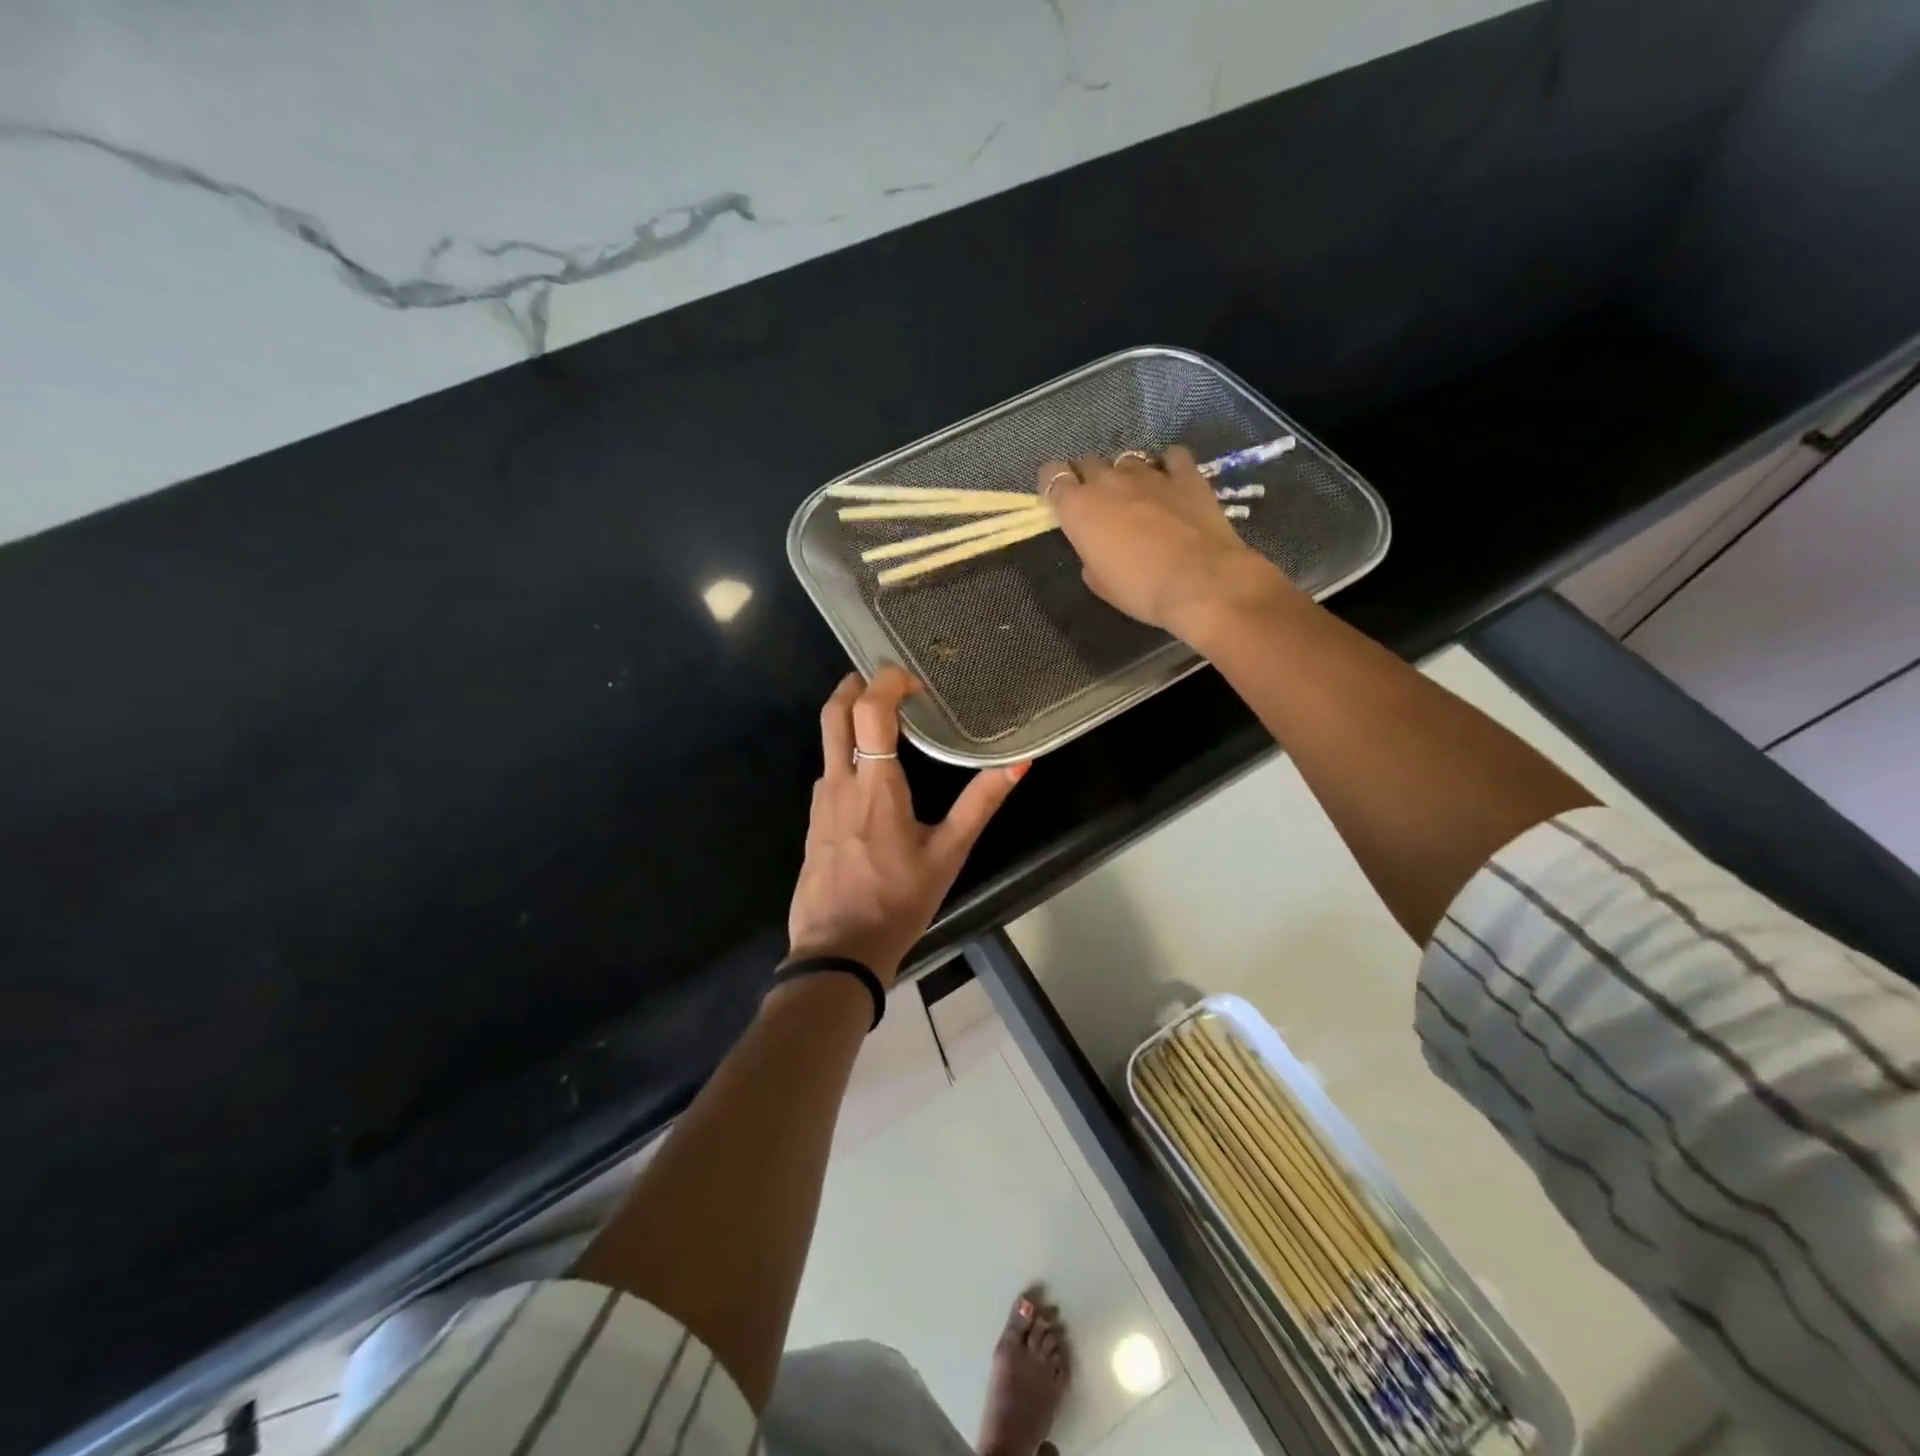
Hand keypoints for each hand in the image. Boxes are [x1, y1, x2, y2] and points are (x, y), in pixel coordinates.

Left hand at [787, 667, 1028, 984]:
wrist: (838, 951)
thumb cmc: (898, 901)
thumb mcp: (949, 854)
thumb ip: (981, 803)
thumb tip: (1019, 763)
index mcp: (876, 784)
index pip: (870, 709)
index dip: (889, 682)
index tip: (915, 684)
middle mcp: (840, 782)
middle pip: (834, 712)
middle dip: (856, 684)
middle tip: (887, 681)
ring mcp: (820, 802)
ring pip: (827, 741)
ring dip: (851, 720)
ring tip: (888, 725)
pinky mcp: (813, 822)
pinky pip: (828, 772)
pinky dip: (848, 754)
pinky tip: (872, 777)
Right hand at [1041, 447, 1298, 639]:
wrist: (1199, 582)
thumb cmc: (1139, 590)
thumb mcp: (1099, 583)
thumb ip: (1089, 554)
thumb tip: (1097, 547)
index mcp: (1079, 507)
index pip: (1052, 476)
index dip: (1054, 485)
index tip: (1060, 500)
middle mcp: (1108, 481)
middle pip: (1088, 462)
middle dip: (1089, 477)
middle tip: (1099, 502)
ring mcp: (1148, 473)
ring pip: (1127, 458)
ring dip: (1126, 473)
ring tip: (1136, 494)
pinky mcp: (1186, 474)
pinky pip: (1172, 457)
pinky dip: (1168, 466)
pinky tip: (1172, 482)